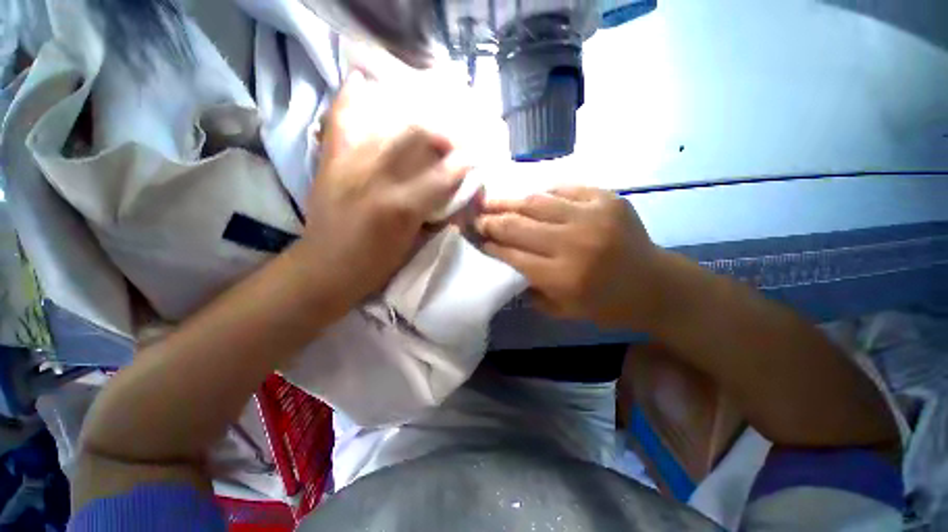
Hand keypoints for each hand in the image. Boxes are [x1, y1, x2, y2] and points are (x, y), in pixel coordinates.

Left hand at [297, 72, 468, 310]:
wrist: (325, 268)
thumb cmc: (376, 264)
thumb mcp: (414, 245)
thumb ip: (437, 217)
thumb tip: (456, 196)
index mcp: (402, 207)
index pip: (444, 174)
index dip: (465, 162)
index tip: (475, 156)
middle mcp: (376, 176)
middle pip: (418, 136)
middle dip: (443, 134)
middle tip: (454, 139)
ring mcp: (350, 162)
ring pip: (387, 122)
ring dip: (413, 118)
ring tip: (425, 120)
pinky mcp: (330, 160)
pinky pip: (341, 118)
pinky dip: (352, 98)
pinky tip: (365, 84)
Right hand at [476, 187, 665, 328]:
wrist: (656, 285)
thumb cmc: (607, 305)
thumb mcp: (564, 311)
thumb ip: (531, 290)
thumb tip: (506, 263)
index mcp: (563, 277)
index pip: (512, 255)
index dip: (490, 245)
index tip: (476, 237)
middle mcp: (574, 243)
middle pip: (518, 226)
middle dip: (491, 220)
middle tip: (476, 216)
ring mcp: (592, 216)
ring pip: (536, 202)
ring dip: (509, 202)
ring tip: (493, 201)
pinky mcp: (607, 199)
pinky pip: (563, 189)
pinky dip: (543, 194)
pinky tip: (532, 199)